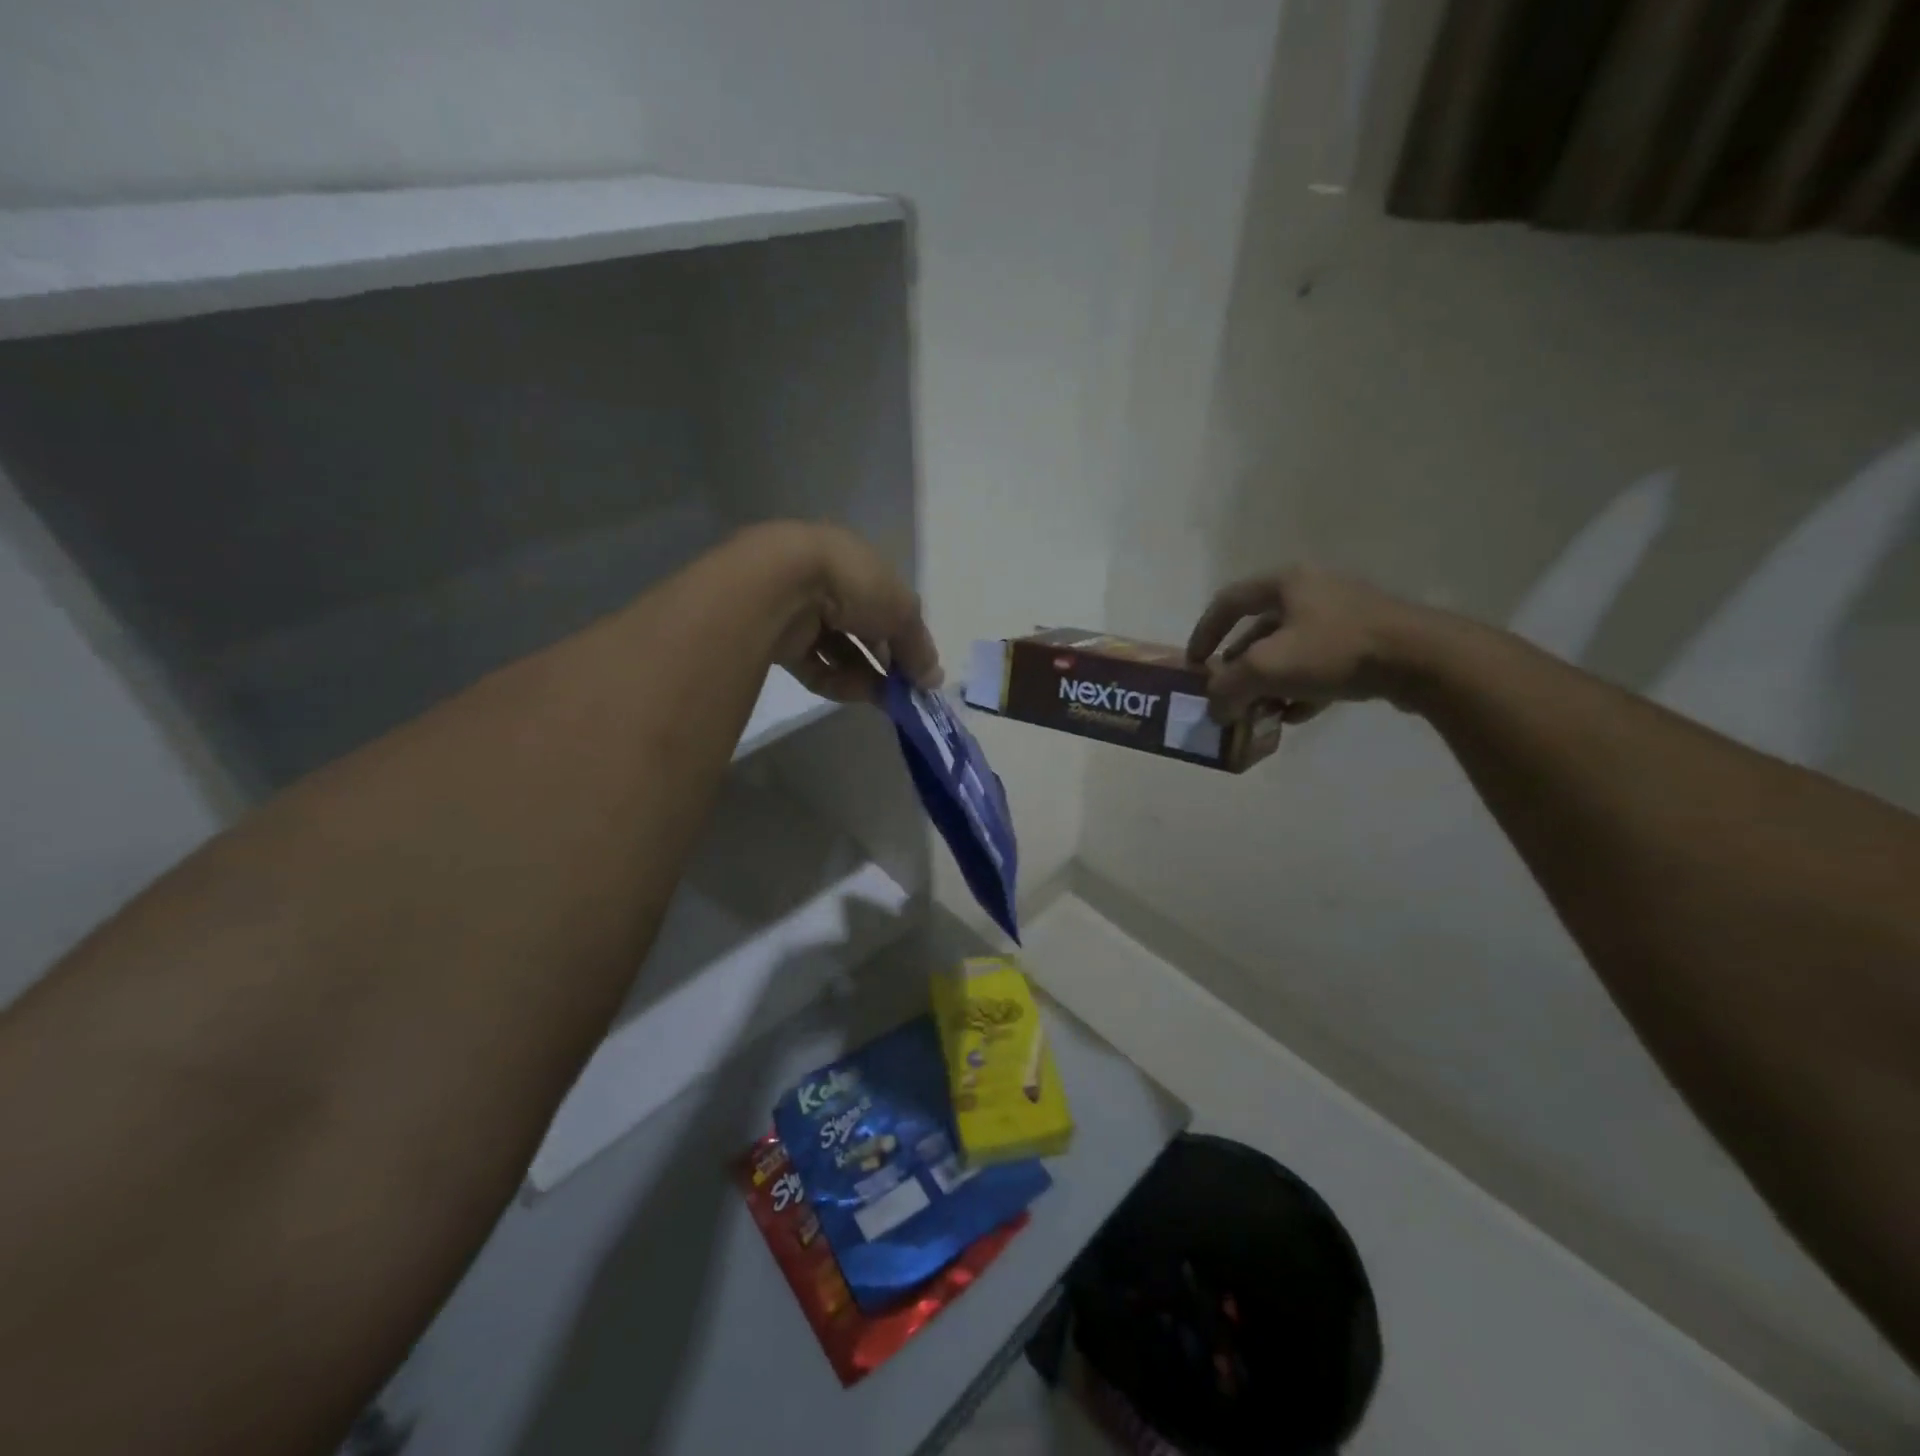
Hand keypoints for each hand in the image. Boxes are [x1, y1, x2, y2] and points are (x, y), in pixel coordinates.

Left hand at [741, 522, 941, 701]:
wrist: (782, 584)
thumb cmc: (853, 583)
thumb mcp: (902, 611)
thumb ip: (919, 647)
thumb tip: (934, 680)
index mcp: (857, 565)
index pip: (887, 604)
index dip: (905, 637)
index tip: (919, 669)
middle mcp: (829, 587)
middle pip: (864, 632)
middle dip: (886, 663)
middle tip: (904, 691)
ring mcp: (802, 615)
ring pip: (840, 654)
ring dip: (865, 677)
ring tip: (883, 697)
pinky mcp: (782, 643)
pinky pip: (816, 668)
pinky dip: (837, 682)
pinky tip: (855, 692)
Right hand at [1185, 565, 1431, 721]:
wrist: (1423, 660)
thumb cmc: (1335, 651)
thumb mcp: (1266, 668)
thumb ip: (1228, 688)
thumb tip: (1215, 708)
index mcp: (1286, 584)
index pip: (1227, 602)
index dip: (1204, 633)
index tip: (1194, 665)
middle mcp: (1313, 591)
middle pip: (1259, 630)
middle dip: (1239, 667)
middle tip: (1229, 694)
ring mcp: (1344, 616)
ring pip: (1290, 650)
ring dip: (1269, 682)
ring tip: (1260, 709)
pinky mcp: (1368, 642)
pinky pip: (1320, 664)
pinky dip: (1302, 688)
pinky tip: (1297, 714)